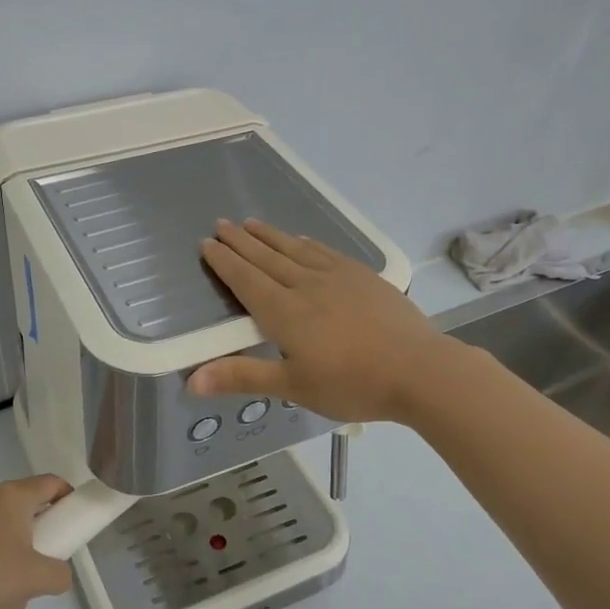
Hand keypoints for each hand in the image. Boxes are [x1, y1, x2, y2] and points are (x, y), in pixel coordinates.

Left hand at [0, 475, 75, 608]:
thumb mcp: (38, 577)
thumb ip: (61, 574)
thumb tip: (58, 574)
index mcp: (14, 496)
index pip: (52, 483)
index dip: (70, 498)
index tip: (76, 523)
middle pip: (31, 518)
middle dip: (41, 553)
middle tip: (44, 576)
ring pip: (9, 544)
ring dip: (18, 576)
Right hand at [190, 219, 450, 423]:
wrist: (419, 370)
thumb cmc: (352, 384)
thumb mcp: (293, 386)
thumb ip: (242, 377)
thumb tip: (190, 381)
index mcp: (284, 312)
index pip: (246, 280)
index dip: (224, 261)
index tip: (207, 243)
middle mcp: (305, 285)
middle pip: (266, 258)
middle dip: (241, 241)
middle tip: (221, 223)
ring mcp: (337, 277)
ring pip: (294, 249)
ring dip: (270, 235)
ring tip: (251, 222)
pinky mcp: (363, 277)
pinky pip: (325, 251)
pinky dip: (307, 243)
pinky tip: (301, 238)